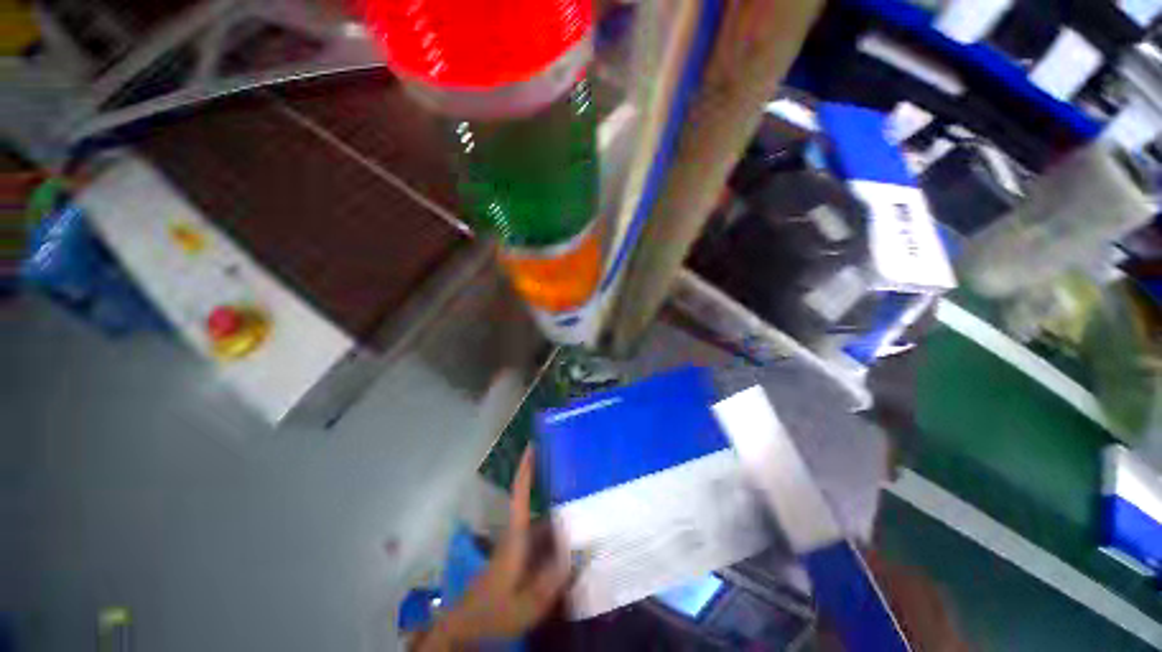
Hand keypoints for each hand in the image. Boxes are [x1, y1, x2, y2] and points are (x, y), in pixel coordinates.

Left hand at [415, 449, 570, 650]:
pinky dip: (559, 535)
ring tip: (587, 508)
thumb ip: (554, 577)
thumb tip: (581, 549)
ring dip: (561, 514)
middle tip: (579, 473)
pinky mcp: (521, 556)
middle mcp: (518, 533)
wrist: (468, 626)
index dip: (526, 468)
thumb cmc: (495, 610)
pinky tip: (576, 544)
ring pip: (543, 522)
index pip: (520, 493)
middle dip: (556, 487)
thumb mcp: (528, 601)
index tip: (533, 444)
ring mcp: (519, 545)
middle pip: (539, 503)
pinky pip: (544, 538)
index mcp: (516, 535)